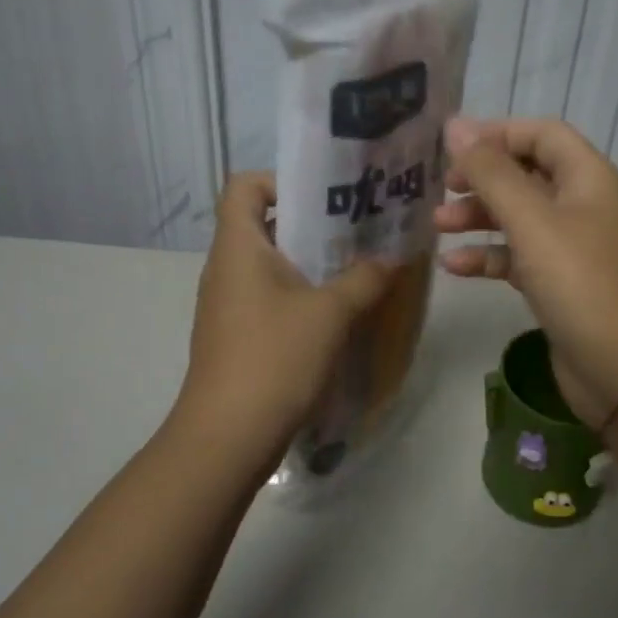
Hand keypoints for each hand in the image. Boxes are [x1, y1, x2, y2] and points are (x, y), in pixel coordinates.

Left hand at [176, 172, 394, 461]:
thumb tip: (391, 258)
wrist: (228, 436)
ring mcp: (227, 305)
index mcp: (238, 247)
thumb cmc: (275, 358)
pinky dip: (300, 296)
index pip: (245, 185)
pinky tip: (336, 315)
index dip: (282, 181)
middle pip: (263, 224)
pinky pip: (269, 298)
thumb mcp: (331, 313)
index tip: (326, 199)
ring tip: (355, 270)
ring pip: (270, 265)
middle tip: (358, 232)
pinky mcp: (236, 336)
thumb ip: (365, 278)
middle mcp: (226, 268)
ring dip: (310, 263)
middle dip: (311, 224)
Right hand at [434, 117, 617, 428]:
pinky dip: (488, 258)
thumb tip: (455, 124)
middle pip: (527, 175)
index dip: (498, 133)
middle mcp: (582, 206)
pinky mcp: (560, 286)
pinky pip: (518, 259)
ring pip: (519, 219)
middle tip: (442, 189)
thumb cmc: (582, 283)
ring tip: (438, 226)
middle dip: (482, 179)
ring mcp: (572, 248)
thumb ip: (491, 172)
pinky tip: (453, 267)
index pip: (542, 134)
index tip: (451, 148)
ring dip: (479, 218)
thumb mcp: (532, 221)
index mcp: (588, 178)